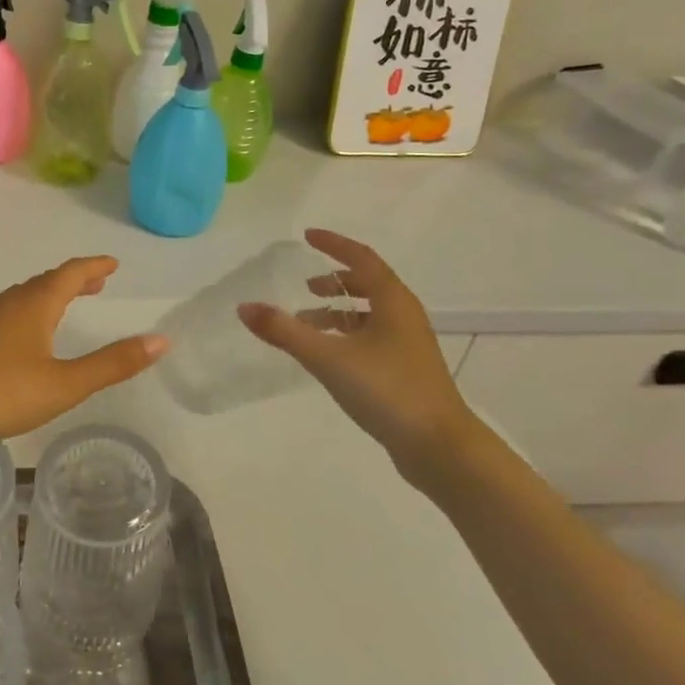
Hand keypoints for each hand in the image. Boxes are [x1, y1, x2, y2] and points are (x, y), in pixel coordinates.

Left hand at [0, 256, 167, 444]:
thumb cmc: (3, 390)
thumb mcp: (65, 384)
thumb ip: (112, 364)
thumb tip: (161, 340)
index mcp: (37, 305)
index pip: (72, 274)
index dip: (94, 267)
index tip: (113, 264)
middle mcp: (12, 303)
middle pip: (48, 281)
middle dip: (75, 279)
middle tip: (97, 282)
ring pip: (26, 296)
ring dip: (52, 294)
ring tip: (67, 303)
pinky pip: (11, 312)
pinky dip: (32, 310)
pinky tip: (27, 334)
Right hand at [237, 229, 482, 491]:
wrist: (440, 448)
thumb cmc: (387, 390)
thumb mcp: (328, 358)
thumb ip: (284, 331)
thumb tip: (244, 306)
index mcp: (393, 302)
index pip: (361, 258)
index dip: (334, 244)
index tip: (307, 236)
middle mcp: (404, 316)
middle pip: (368, 284)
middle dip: (336, 280)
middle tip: (305, 284)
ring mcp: (408, 345)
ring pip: (369, 313)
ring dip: (338, 310)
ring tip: (306, 321)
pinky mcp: (405, 371)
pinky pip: (371, 337)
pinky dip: (346, 334)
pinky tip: (327, 355)